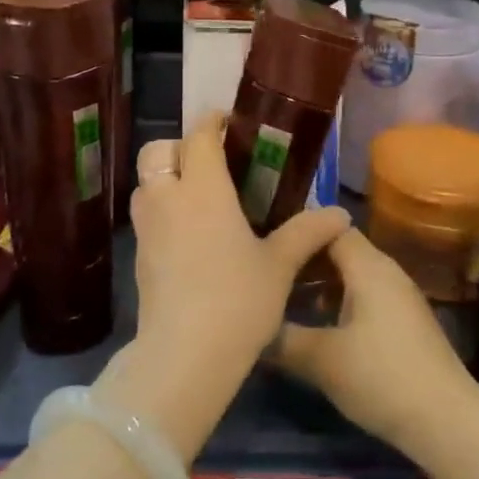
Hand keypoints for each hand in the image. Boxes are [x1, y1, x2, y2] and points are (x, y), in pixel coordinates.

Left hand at [99, 115, 348, 460]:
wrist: (184, 356)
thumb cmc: (238, 300)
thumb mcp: (280, 265)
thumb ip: (307, 232)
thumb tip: (340, 214)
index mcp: (203, 189)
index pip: (199, 136)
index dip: (211, 122)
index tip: (228, 122)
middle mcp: (168, 199)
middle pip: (157, 151)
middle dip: (179, 146)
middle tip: (210, 160)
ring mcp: (147, 229)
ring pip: (145, 184)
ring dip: (166, 177)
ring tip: (199, 195)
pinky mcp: (138, 257)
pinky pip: (146, 216)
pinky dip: (162, 210)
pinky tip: (189, 234)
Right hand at [272, 229, 478, 457]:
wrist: (447, 421)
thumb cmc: (381, 377)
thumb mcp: (321, 360)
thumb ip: (282, 338)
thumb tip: (251, 325)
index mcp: (368, 267)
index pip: (329, 228)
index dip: (297, 235)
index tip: (267, 251)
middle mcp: (387, 272)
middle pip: (341, 250)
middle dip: (306, 262)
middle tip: (270, 278)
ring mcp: (400, 298)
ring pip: (353, 276)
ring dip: (322, 285)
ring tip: (287, 304)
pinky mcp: (406, 324)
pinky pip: (366, 297)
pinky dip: (340, 303)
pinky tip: (321, 330)